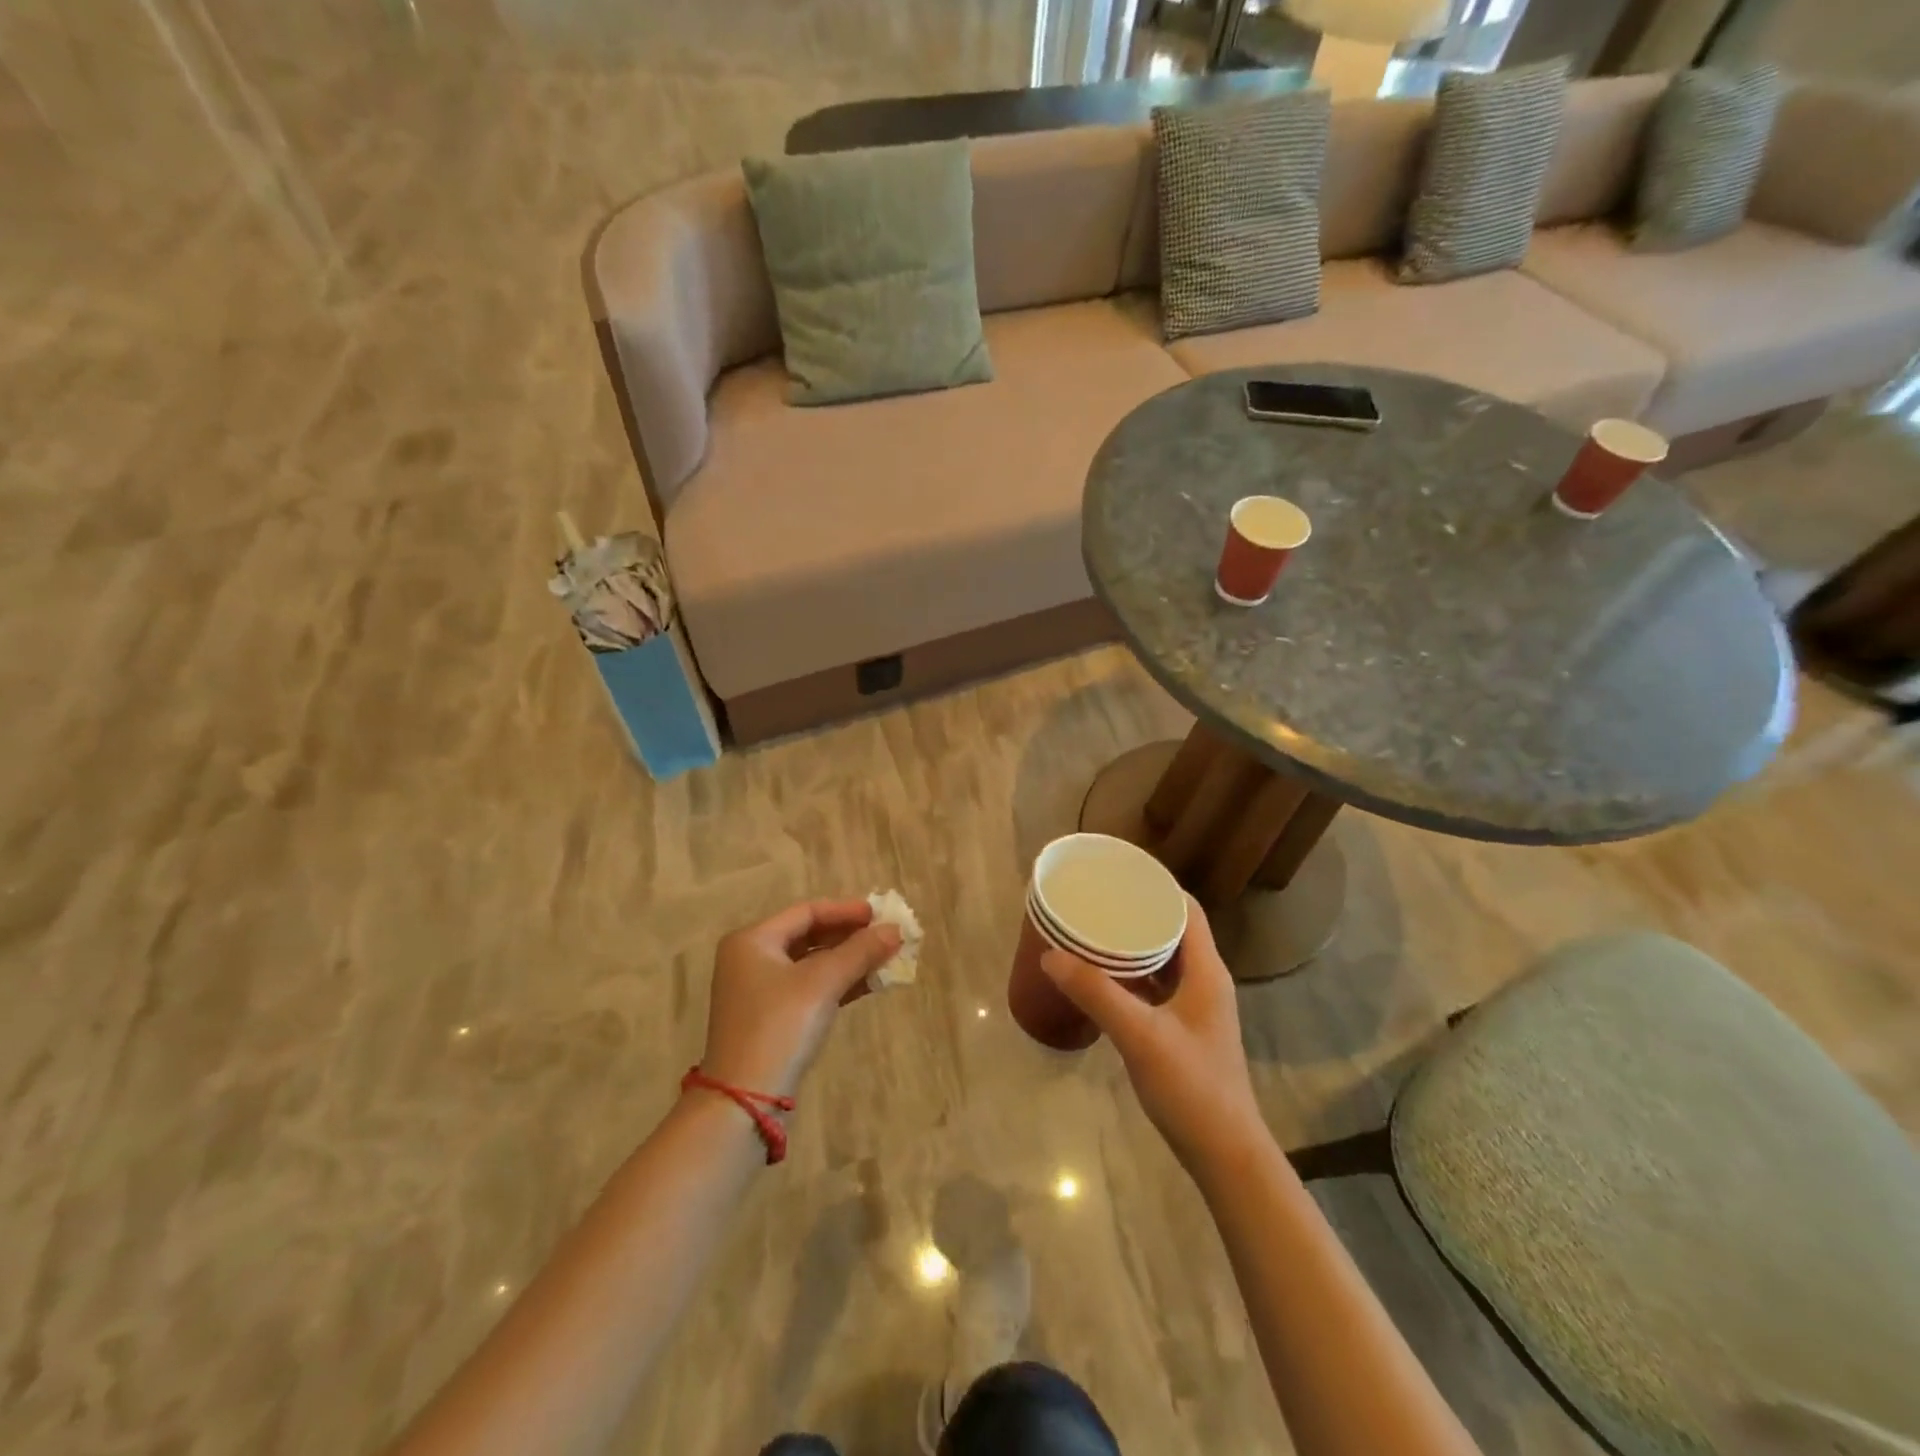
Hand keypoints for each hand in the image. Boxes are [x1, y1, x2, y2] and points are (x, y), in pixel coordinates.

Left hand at [699, 899, 902, 1098]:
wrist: (745, 1100)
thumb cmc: (780, 1026)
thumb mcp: (822, 983)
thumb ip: (859, 952)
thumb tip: (895, 929)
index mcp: (753, 940)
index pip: (806, 912)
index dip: (845, 911)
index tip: (880, 914)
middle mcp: (751, 959)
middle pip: (808, 936)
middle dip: (849, 936)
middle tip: (886, 935)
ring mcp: (759, 991)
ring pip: (811, 964)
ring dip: (848, 960)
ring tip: (885, 958)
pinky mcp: (771, 1019)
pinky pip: (809, 988)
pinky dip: (837, 983)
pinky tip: (868, 984)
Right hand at [1040, 896, 1265, 1174]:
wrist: (1225, 1154)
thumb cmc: (1191, 1087)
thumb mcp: (1140, 1035)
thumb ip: (1096, 993)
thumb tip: (1050, 955)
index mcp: (1206, 971)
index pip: (1186, 909)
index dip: (1156, 885)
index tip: (1119, 873)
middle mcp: (1205, 981)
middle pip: (1173, 930)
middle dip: (1137, 912)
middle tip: (1096, 900)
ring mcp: (1197, 1008)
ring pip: (1164, 960)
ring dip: (1133, 944)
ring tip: (1093, 931)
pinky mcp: (1185, 1031)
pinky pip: (1158, 987)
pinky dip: (1133, 975)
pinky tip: (1103, 979)